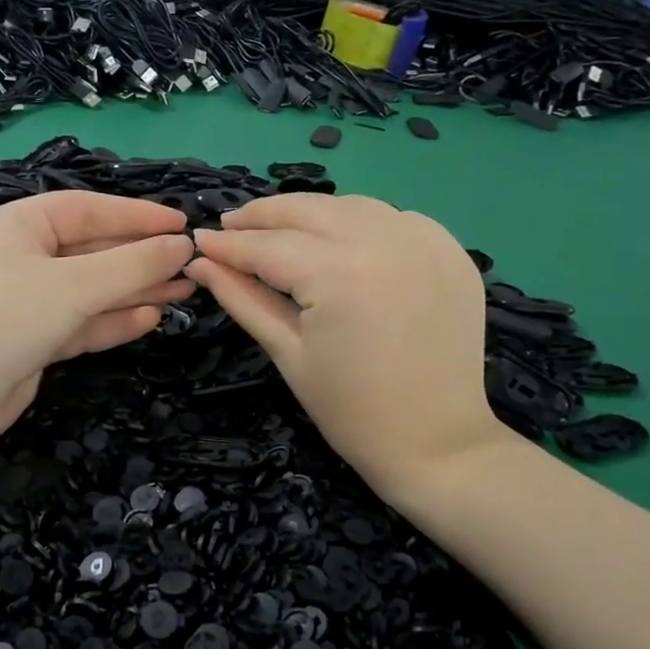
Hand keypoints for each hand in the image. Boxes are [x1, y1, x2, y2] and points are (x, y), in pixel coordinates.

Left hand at [0, 191, 194, 443]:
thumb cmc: (7, 319)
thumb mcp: (74, 286)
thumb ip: (131, 265)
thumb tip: (181, 246)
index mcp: (21, 225)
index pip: (89, 209)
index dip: (137, 215)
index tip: (182, 224)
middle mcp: (25, 257)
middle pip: (94, 250)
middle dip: (141, 258)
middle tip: (191, 264)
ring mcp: (30, 300)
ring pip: (93, 289)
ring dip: (135, 290)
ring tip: (184, 290)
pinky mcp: (35, 339)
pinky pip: (82, 322)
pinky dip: (114, 321)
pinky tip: (150, 319)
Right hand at [185, 194, 500, 500]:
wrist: (436, 442)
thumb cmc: (350, 410)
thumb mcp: (287, 353)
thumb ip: (242, 298)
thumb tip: (200, 263)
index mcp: (339, 274)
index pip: (269, 246)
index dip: (229, 244)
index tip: (199, 240)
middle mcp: (384, 242)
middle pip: (309, 210)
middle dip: (263, 215)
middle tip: (230, 225)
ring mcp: (425, 242)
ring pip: (351, 206)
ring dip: (310, 213)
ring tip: (278, 229)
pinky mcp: (450, 251)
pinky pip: (394, 218)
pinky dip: (360, 221)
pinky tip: (339, 238)